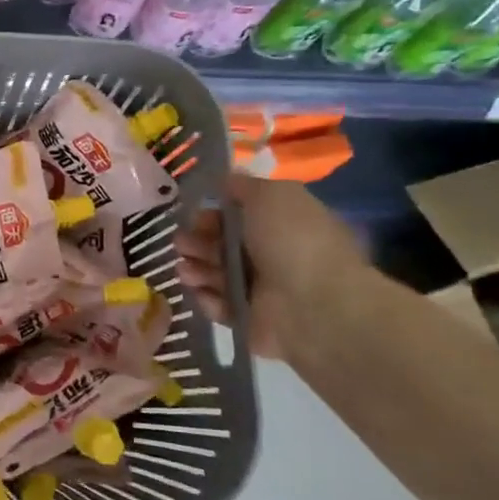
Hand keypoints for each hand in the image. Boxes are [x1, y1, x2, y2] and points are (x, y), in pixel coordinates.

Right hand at [174, 174, 366, 359]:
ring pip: (215, 275)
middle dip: (197, 241)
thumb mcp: (272, 195)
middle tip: (182, 243)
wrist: (315, 305)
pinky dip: (207, 299)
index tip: (197, 214)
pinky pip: (218, 306)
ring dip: (195, 269)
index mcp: (283, 225)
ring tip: (186, 270)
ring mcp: (261, 290)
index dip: (214, 213)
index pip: (240, 217)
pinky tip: (204, 293)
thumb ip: (245, 186)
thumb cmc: (294, 241)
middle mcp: (272, 256)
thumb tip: (227, 179)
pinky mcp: (249, 320)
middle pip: (222, 245)